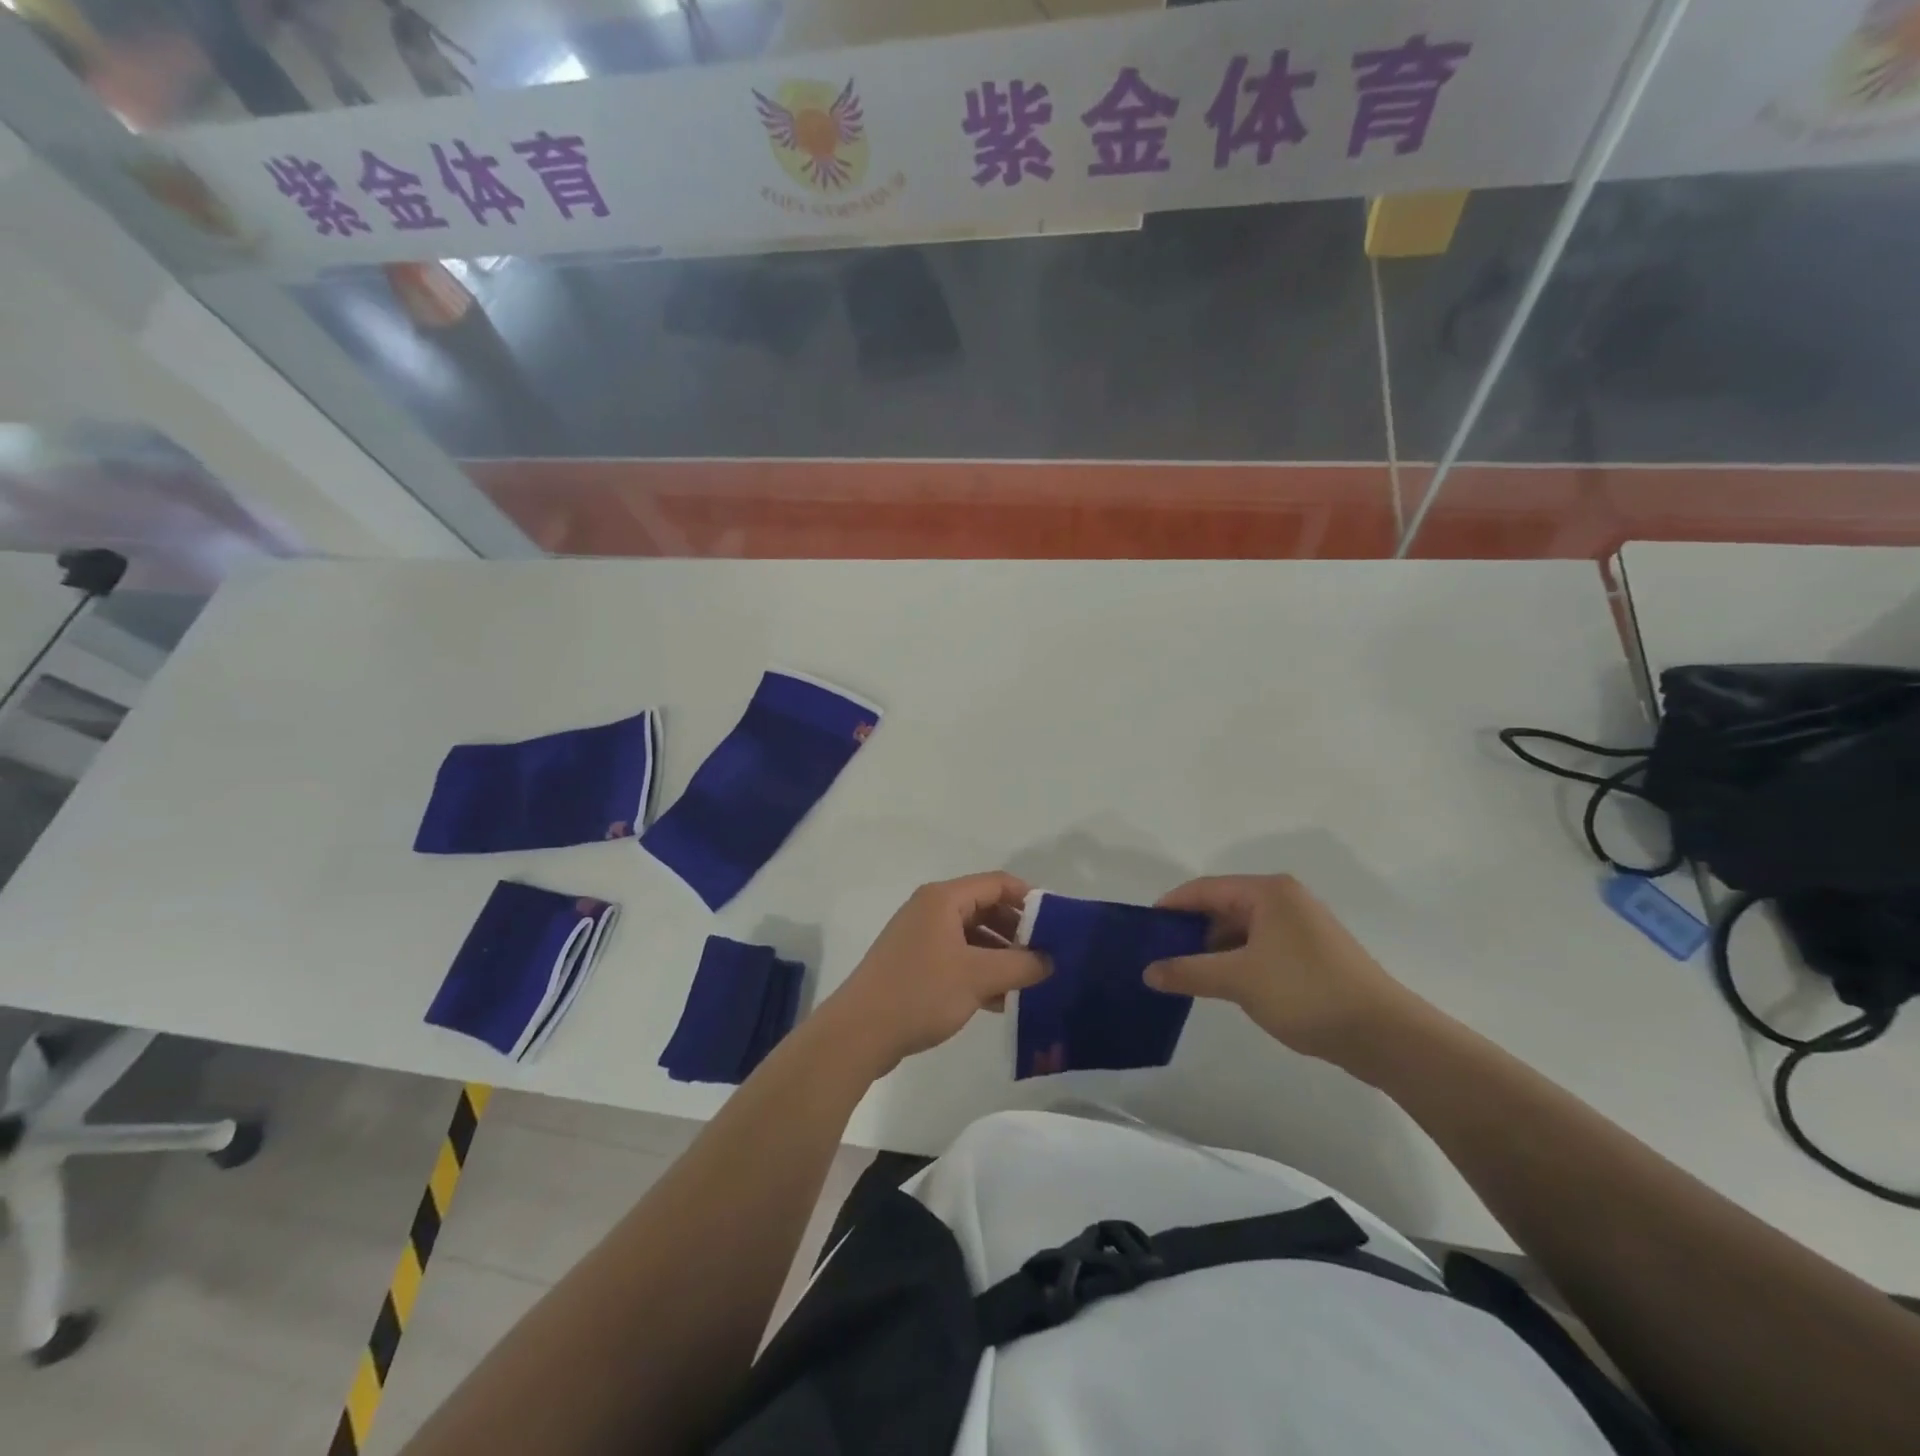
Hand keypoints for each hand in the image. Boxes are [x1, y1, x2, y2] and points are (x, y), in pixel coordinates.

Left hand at [817, 873, 1048, 1077]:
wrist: (859, 1032)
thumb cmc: (920, 992)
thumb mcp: (979, 977)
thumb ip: (1021, 965)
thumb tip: (1050, 960)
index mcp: (943, 899)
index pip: (997, 883)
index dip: (1029, 899)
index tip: (1057, 924)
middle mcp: (931, 910)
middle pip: (985, 908)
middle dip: (1016, 931)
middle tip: (1046, 957)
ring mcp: (920, 937)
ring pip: (971, 936)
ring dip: (1000, 956)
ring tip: (1028, 983)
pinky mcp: (914, 964)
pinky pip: (956, 958)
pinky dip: (979, 971)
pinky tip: (1000, 1001)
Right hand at [1144, 874, 1420, 1063]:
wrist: (1384, 1034)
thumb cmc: (1306, 992)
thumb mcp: (1238, 980)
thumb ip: (1188, 972)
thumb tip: (1148, 972)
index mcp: (1268, 892)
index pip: (1204, 888)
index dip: (1171, 907)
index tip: (1143, 929)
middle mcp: (1284, 899)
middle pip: (1223, 906)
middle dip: (1191, 930)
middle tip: (1160, 955)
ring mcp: (1301, 926)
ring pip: (1242, 929)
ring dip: (1213, 948)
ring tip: (1185, 973)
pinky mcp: (1312, 953)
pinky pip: (1260, 946)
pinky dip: (1237, 960)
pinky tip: (1223, 984)